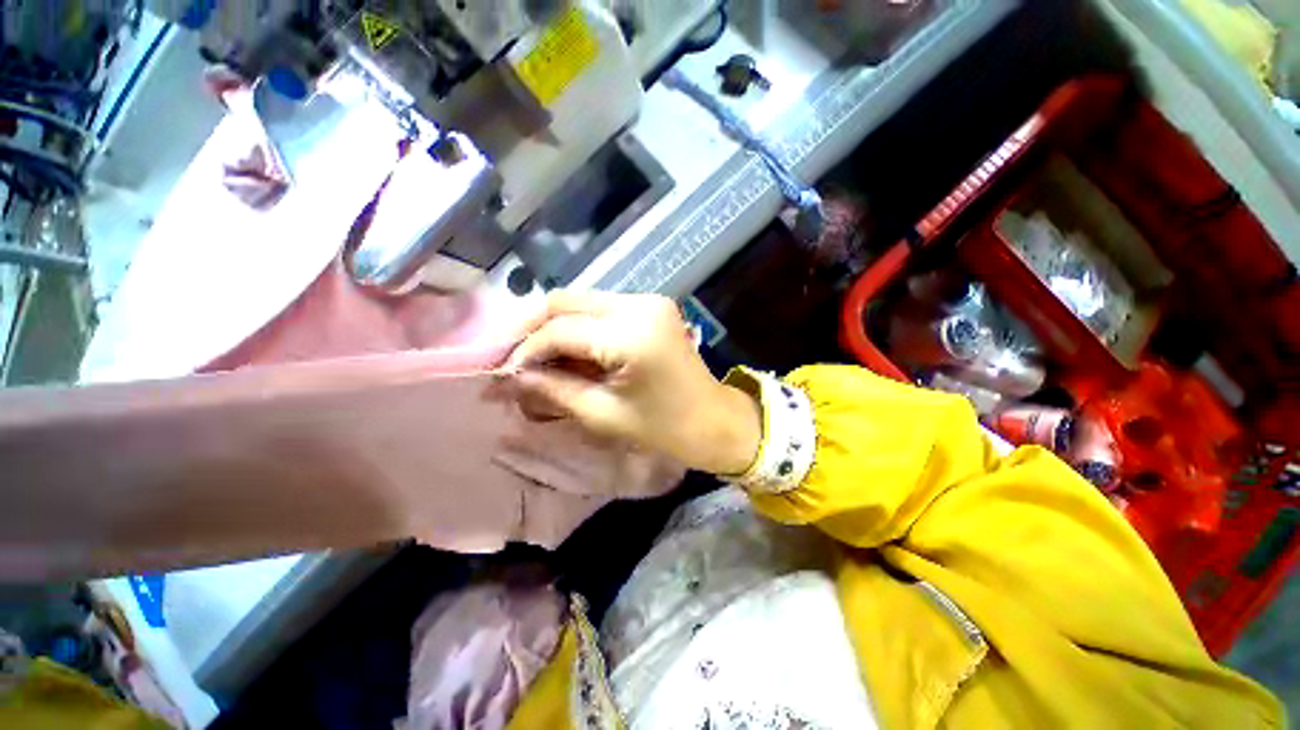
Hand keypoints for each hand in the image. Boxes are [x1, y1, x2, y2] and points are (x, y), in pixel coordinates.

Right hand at [505, 291, 760, 475]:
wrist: (715, 421)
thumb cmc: (664, 428)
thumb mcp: (603, 414)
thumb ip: (553, 390)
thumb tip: (511, 378)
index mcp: (631, 334)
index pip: (560, 329)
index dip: (526, 350)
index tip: (504, 372)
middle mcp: (639, 304)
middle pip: (567, 301)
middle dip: (534, 329)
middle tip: (514, 358)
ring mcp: (648, 300)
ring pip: (581, 301)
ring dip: (555, 326)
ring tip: (537, 357)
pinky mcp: (651, 306)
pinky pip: (601, 309)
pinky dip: (579, 326)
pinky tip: (568, 350)